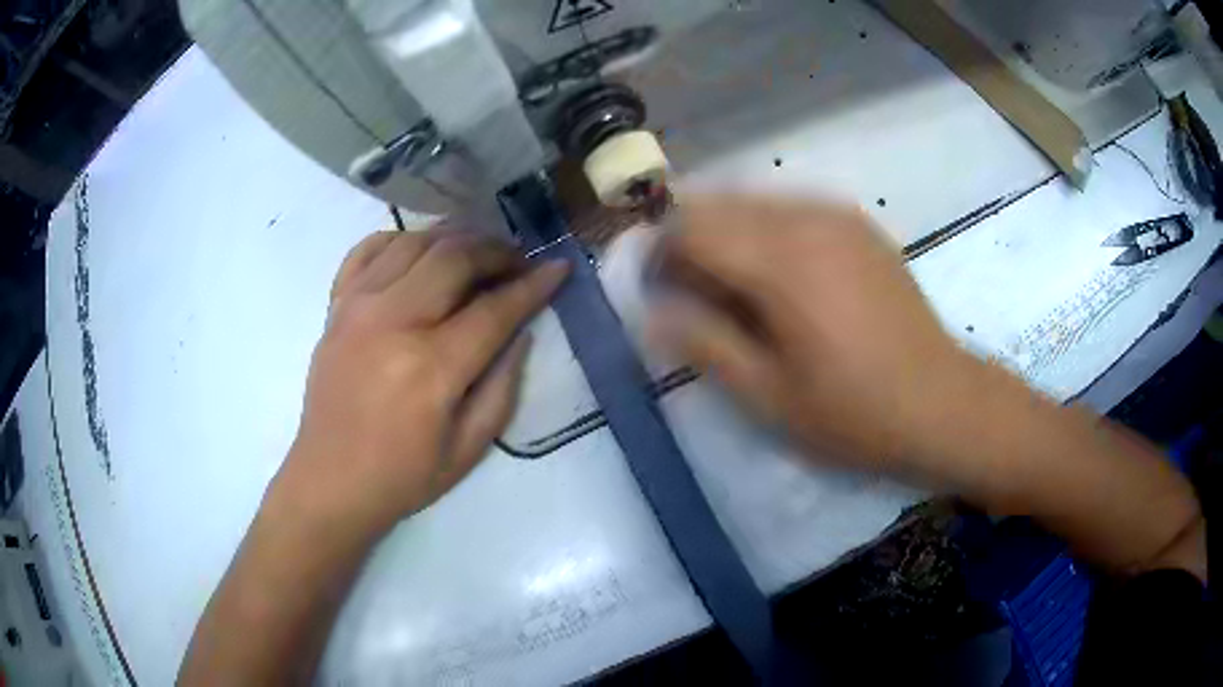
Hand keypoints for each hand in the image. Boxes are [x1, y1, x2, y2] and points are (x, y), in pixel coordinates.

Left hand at [279, 229, 568, 534]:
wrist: (330, 480)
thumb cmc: (403, 476)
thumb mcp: (469, 449)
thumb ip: (503, 386)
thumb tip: (522, 332)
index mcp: (431, 367)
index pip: (495, 308)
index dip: (534, 285)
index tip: (558, 268)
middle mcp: (393, 322)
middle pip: (455, 257)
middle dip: (497, 250)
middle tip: (517, 261)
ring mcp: (357, 307)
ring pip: (415, 241)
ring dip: (455, 237)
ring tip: (476, 251)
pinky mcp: (336, 306)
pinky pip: (368, 249)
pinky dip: (400, 239)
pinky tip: (420, 252)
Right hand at [650, 197, 979, 475]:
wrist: (942, 402)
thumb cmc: (854, 412)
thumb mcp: (768, 396)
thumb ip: (703, 344)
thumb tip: (650, 312)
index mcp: (780, 261)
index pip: (689, 226)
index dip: (658, 253)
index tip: (656, 292)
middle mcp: (805, 218)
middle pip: (717, 203)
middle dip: (688, 240)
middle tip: (692, 295)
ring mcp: (837, 216)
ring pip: (753, 201)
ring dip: (727, 234)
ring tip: (735, 289)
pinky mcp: (859, 225)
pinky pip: (791, 208)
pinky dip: (765, 231)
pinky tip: (781, 277)